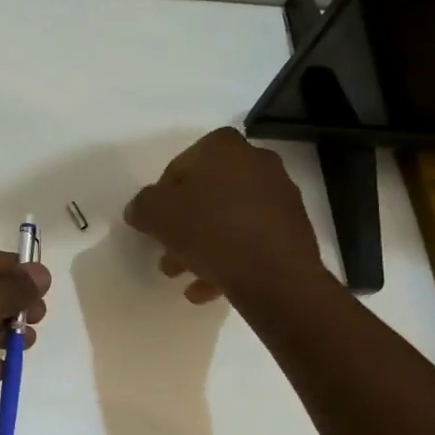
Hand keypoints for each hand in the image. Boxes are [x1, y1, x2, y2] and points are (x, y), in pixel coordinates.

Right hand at [124, 128, 328, 303]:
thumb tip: (141, 209)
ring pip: (228, 218)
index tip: (156, 223)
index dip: (162, 196)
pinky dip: (230, 257)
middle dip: (184, 225)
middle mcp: (256, 161)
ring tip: (186, 275)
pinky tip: (210, 287)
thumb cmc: (210, 231)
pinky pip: (250, 238)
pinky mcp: (293, 228)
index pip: (180, 165)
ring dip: (204, 245)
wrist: (275, 275)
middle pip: (206, 193)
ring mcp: (279, 195)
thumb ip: (142, 206)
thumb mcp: (156, 215)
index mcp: (223, 147)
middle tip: (168, 252)